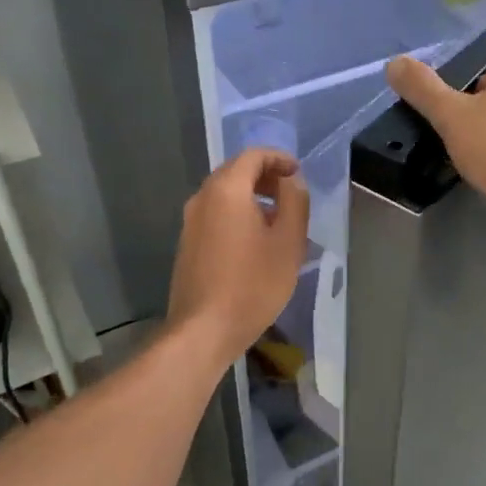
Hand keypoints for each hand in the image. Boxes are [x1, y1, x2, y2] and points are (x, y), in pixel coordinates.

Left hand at [168, 148, 309, 362]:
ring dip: (252, 196)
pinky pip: (216, 214)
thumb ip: (294, 202)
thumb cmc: (253, 284)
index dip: (279, 158)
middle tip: (291, 193)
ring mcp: (190, 221)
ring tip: (278, 219)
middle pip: (235, 171)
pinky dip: (238, 213)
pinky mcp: (187, 243)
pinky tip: (256, 241)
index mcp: (226, 190)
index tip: (298, 173)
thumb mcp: (289, 242)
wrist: (204, 329)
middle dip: (266, 176)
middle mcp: (202, 197)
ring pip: (224, 194)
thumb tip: (291, 181)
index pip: (253, 155)